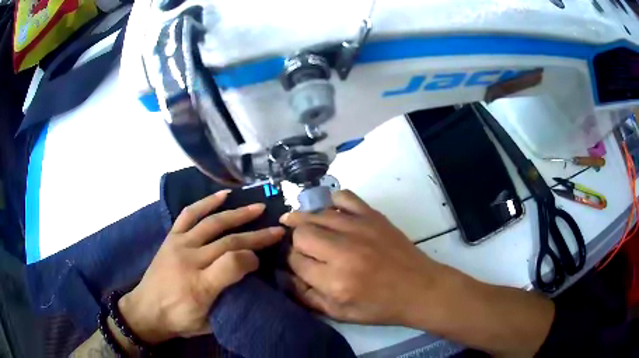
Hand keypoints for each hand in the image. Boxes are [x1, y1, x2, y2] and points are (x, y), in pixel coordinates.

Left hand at [118, 190, 284, 343]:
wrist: (146, 310)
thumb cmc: (179, 320)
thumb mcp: (209, 322)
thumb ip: (230, 301)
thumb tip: (249, 276)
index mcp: (200, 287)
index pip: (233, 263)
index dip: (253, 258)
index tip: (261, 261)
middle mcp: (189, 260)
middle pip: (228, 241)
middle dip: (256, 235)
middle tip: (277, 230)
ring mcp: (179, 245)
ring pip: (212, 224)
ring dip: (238, 214)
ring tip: (258, 208)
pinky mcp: (171, 238)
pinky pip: (189, 215)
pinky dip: (206, 203)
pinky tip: (223, 196)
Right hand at [281, 189, 445, 325]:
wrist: (419, 288)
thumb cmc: (380, 306)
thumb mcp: (340, 314)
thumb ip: (308, 297)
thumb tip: (287, 277)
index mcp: (335, 281)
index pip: (295, 260)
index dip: (290, 262)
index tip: (295, 263)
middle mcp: (343, 250)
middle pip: (302, 233)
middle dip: (295, 240)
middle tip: (300, 246)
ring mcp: (359, 228)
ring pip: (317, 213)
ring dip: (304, 219)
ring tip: (300, 224)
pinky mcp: (373, 216)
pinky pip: (344, 197)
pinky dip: (331, 201)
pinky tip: (329, 212)